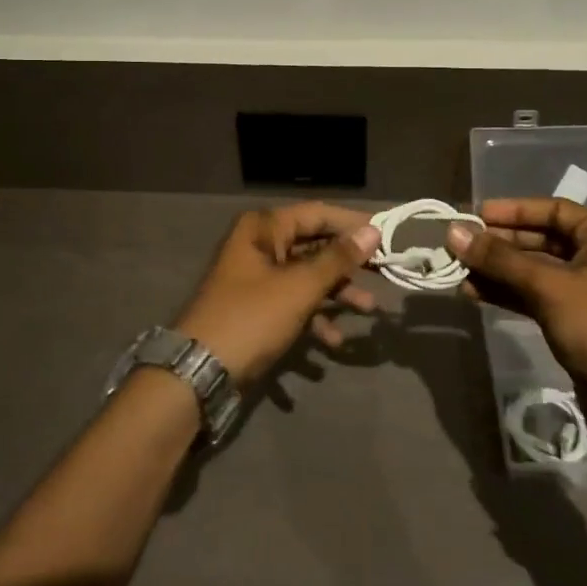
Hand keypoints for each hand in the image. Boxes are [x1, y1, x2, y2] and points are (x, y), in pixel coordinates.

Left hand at [173, 204, 382, 389]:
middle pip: (314, 245)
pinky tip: (333, 343)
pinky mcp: (256, 308)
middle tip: (385, 272)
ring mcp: (256, 278)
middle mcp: (259, 245)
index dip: (352, 223)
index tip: (388, 235)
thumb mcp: (299, 287)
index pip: (317, 213)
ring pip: (306, 276)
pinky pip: (293, 303)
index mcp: (263, 228)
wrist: (199, 372)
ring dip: (336, 293)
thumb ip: (337, 259)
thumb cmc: (251, 318)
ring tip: (369, 311)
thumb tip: (372, 231)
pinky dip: (314, 318)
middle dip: (348, 263)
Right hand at [446, 198, 586, 398]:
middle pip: (540, 239)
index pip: (555, 210)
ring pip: (531, 269)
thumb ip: (499, 259)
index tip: (479, 215)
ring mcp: (581, 290)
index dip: (516, 210)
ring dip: (496, 268)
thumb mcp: (547, 285)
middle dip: (499, 242)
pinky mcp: (567, 317)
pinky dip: (504, 291)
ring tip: (459, 268)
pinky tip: (472, 291)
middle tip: (462, 243)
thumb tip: (454, 232)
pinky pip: (530, 293)